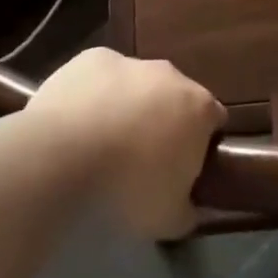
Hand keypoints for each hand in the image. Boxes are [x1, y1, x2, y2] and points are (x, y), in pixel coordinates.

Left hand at [27, 48, 225, 239]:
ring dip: (129, 104)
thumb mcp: (169, 219)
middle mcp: (170, 75)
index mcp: (198, 107)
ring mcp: (130, 61)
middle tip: (143, 155)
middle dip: (165, 119)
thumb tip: (191, 206)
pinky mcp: (92, 58)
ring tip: (104, 140)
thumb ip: (189, 209)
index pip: (214, 119)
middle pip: (175, 95)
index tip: (184, 165)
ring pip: (137, 82)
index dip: (202, 142)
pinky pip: (102, 76)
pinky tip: (78, 121)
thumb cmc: (127, 188)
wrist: (62, 156)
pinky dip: (96, 93)